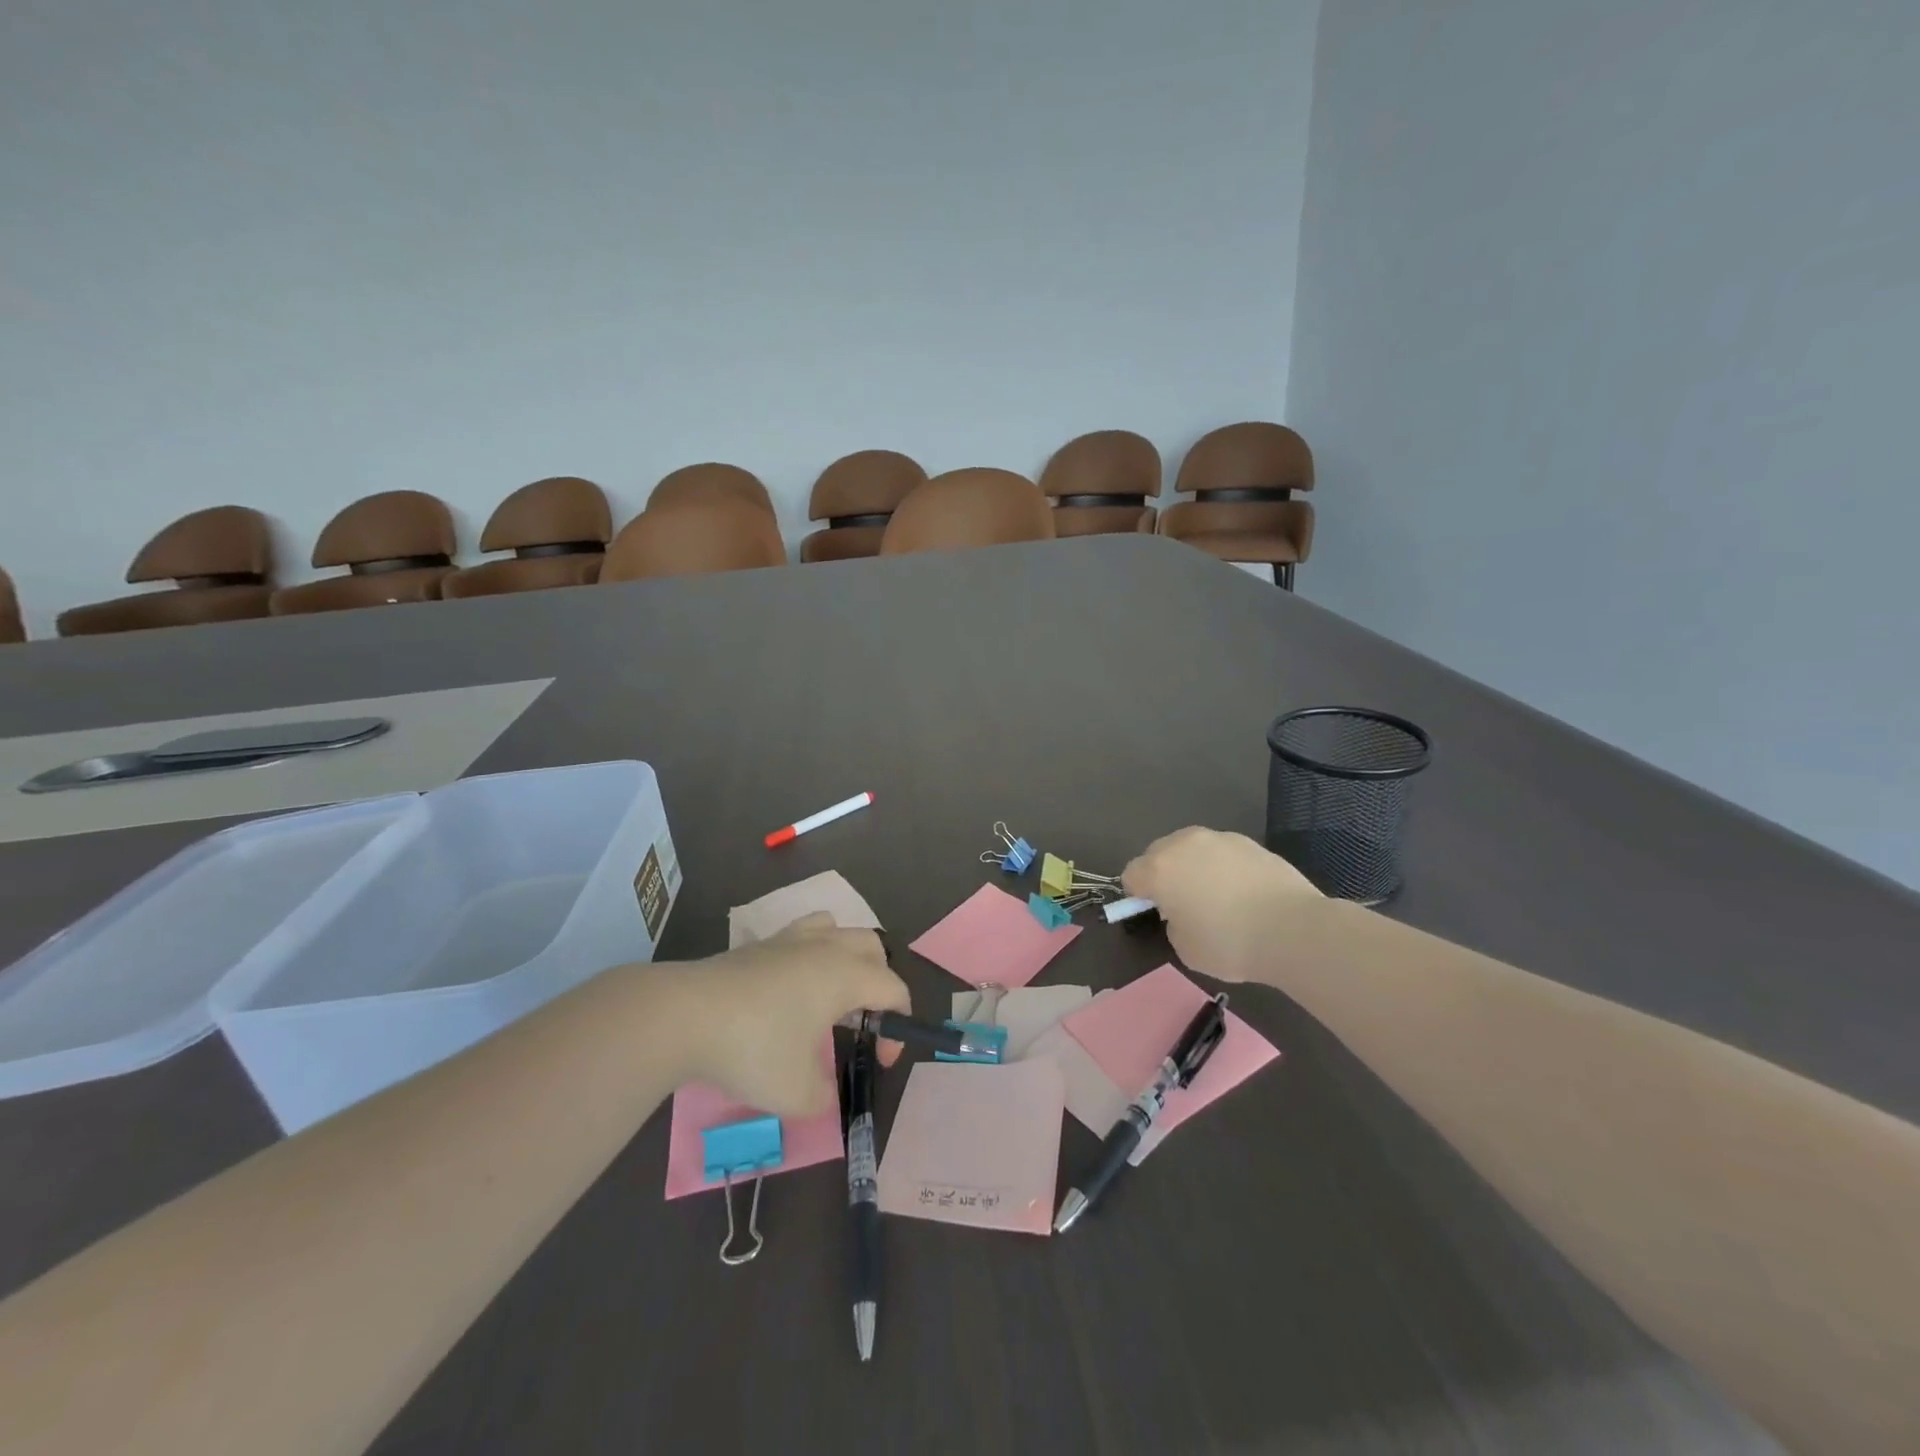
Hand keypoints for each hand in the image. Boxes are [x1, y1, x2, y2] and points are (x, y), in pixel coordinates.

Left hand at [667, 912, 911, 1117]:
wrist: (684, 1015)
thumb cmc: (753, 1048)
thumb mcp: (797, 1093)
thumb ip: (822, 1097)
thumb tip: (822, 1093)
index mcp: (846, 975)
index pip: (893, 989)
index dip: (898, 1027)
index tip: (881, 1062)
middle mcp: (825, 948)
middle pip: (872, 948)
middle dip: (879, 983)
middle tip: (862, 1023)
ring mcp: (789, 941)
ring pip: (836, 929)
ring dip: (847, 956)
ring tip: (833, 993)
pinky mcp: (758, 945)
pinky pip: (801, 934)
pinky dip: (811, 953)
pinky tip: (791, 986)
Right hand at [1122, 827, 1320, 980]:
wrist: (1294, 930)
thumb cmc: (1230, 943)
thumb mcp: (1184, 947)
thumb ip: (1173, 923)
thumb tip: (1182, 911)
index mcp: (1159, 869)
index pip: (1131, 875)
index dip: (1138, 895)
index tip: (1156, 913)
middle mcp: (1183, 844)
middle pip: (1158, 853)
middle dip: (1163, 874)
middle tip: (1182, 903)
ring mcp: (1219, 839)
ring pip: (1192, 849)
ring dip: (1194, 866)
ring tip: (1216, 896)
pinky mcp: (1249, 842)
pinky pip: (1222, 853)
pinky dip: (1224, 867)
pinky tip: (1243, 893)